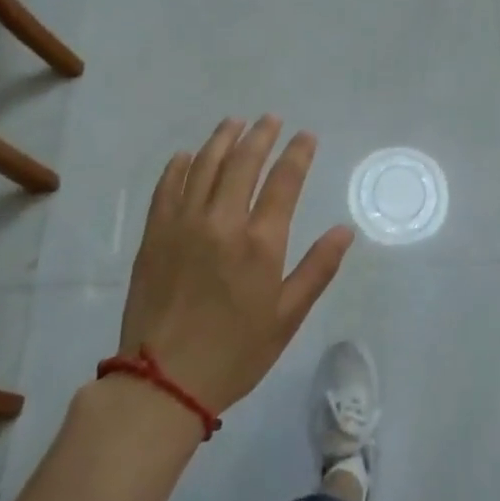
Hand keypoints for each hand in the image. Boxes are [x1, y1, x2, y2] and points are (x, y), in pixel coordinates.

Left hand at [118, 116, 355, 414]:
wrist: (162, 382)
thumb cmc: (235, 353)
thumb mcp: (287, 317)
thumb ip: (317, 269)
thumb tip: (345, 230)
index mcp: (260, 242)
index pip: (284, 181)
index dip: (298, 153)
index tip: (306, 136)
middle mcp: (222, 222)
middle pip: (243, 163)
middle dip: (261, 135)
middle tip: (271, 119)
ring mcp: (183, 225)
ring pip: (205, 166)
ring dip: (222, 140)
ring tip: (234, 123)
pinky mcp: (154, 235)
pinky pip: (167, 188)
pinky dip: (179, 166)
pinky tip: (187, 155)